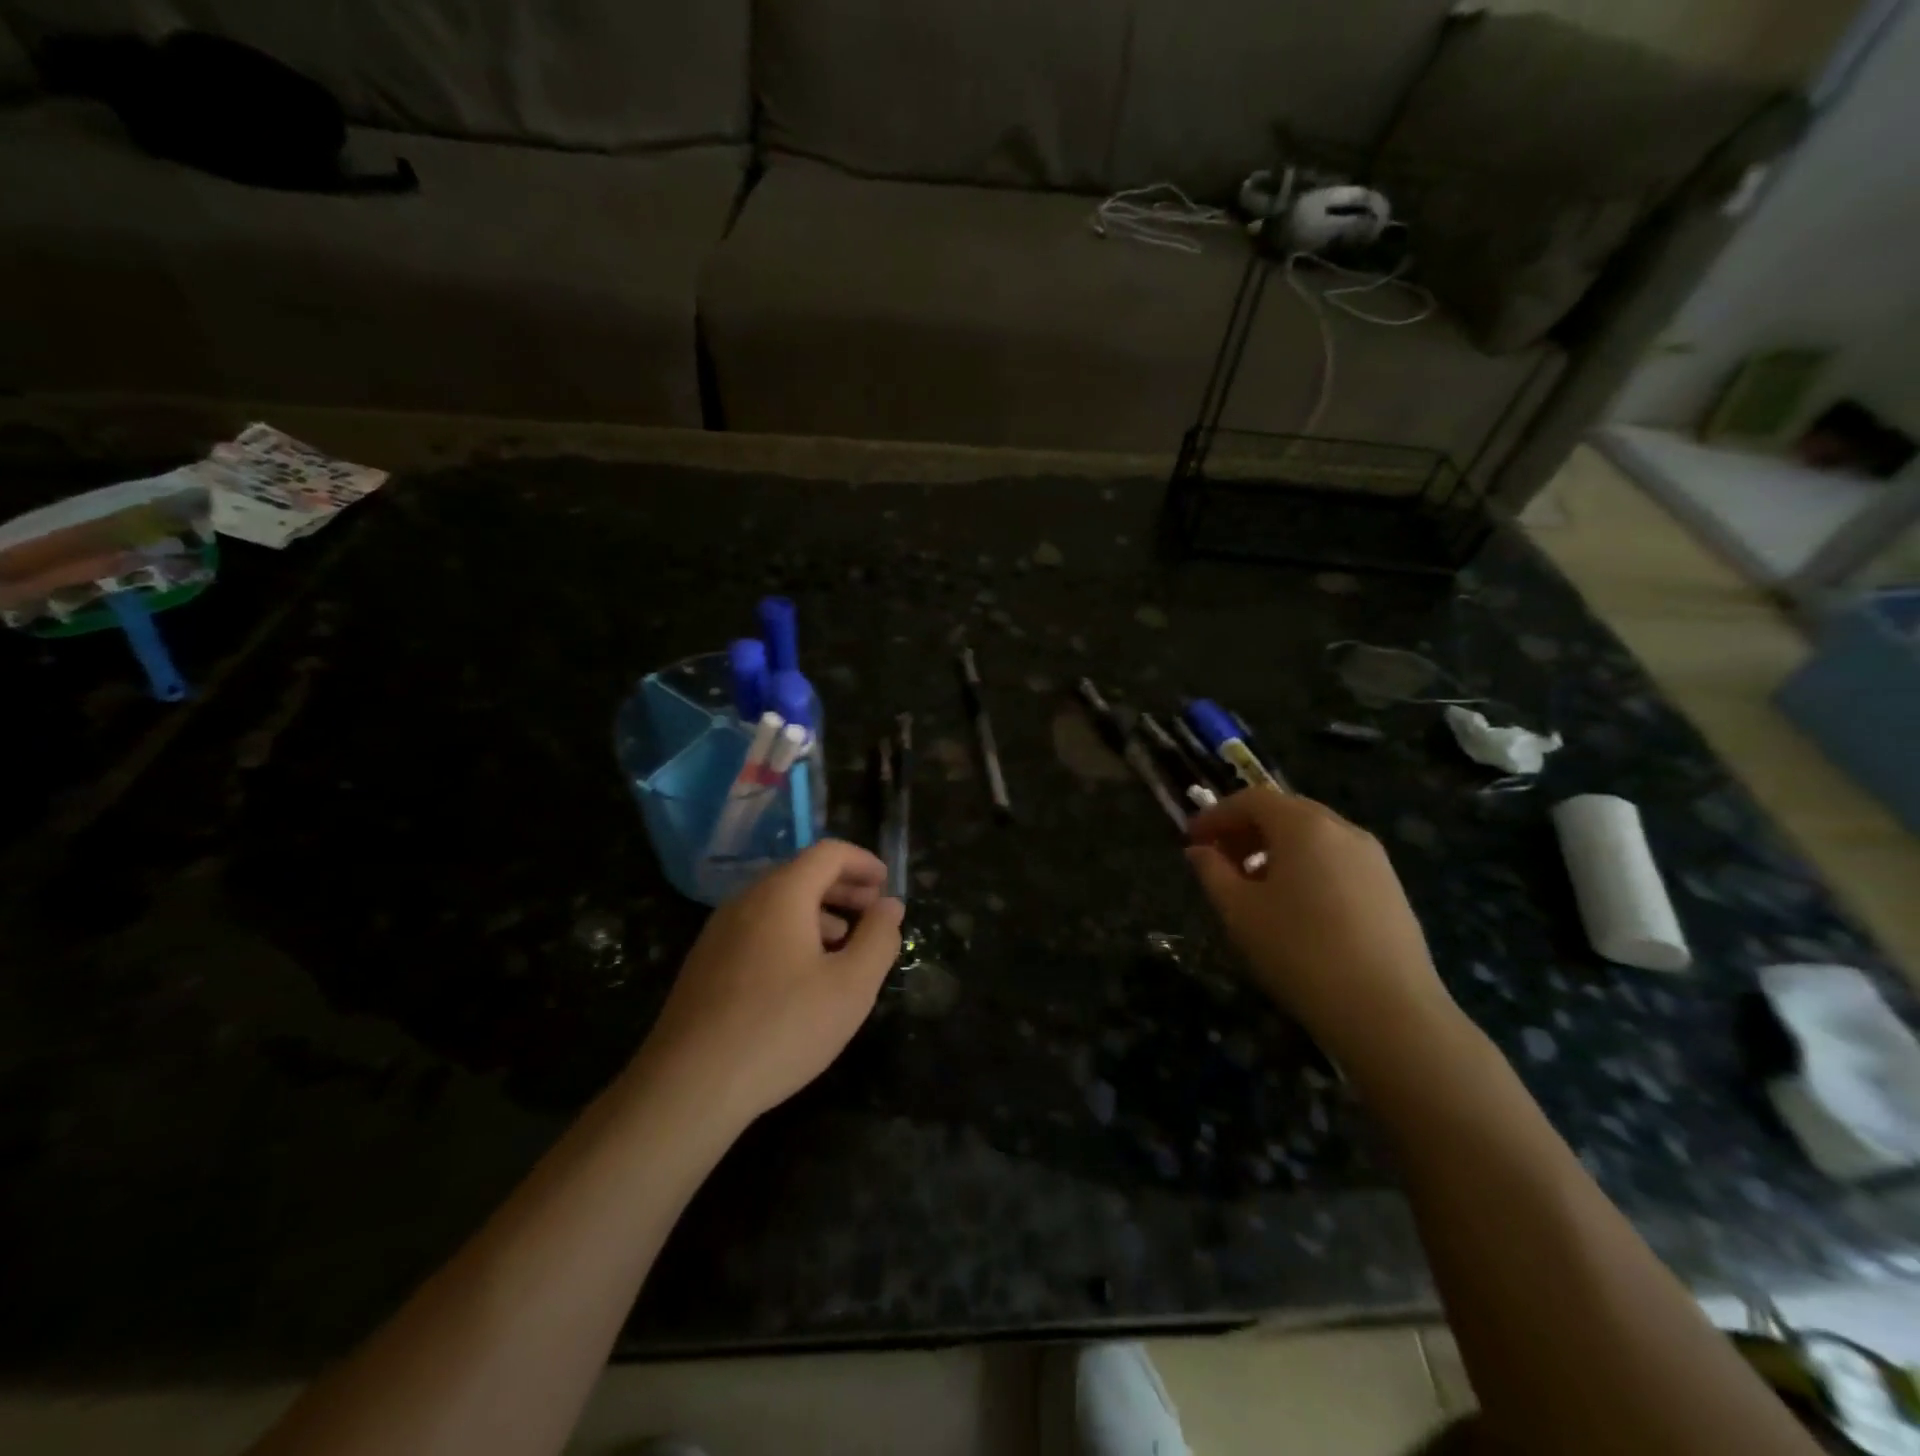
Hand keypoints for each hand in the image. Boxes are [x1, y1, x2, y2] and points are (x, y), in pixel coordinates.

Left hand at [636, 841, 904, 1127]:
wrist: (688, 1086)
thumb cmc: (782, 1028)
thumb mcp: (851, 986)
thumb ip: (878, 938)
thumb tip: (889, 905)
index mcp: (781, 894)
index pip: (827, 852)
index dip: (862, 861)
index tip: (886, 884)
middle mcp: (745, 901)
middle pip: (801, 874)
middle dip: (843, 888)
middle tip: (873, 913)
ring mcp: (719, 932)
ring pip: (778, 904)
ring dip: (818, 914)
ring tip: (844, 948)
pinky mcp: (705, 963)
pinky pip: (757, 929)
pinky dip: (790, 934)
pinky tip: (802, 977)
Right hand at [1185, 790, 1459, 1070]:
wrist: (1389, 1012)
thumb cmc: (1300, 952)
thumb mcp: (1239, 911)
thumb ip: (1212, 872)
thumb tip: (1199, 851)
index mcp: (1304, 825)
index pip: (1251, 800)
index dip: (1216, 815)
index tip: (1191, 839)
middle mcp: (1343, 829)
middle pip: (1285, 812)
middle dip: (1246, 830)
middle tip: (1218, 859)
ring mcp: (1374, 858)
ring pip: (1313, 837)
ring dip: (1275, 849)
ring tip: (1252, 886)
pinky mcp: (1390, 888)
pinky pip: (1336, 860)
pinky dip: (1305, 867)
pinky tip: (1294, 907)